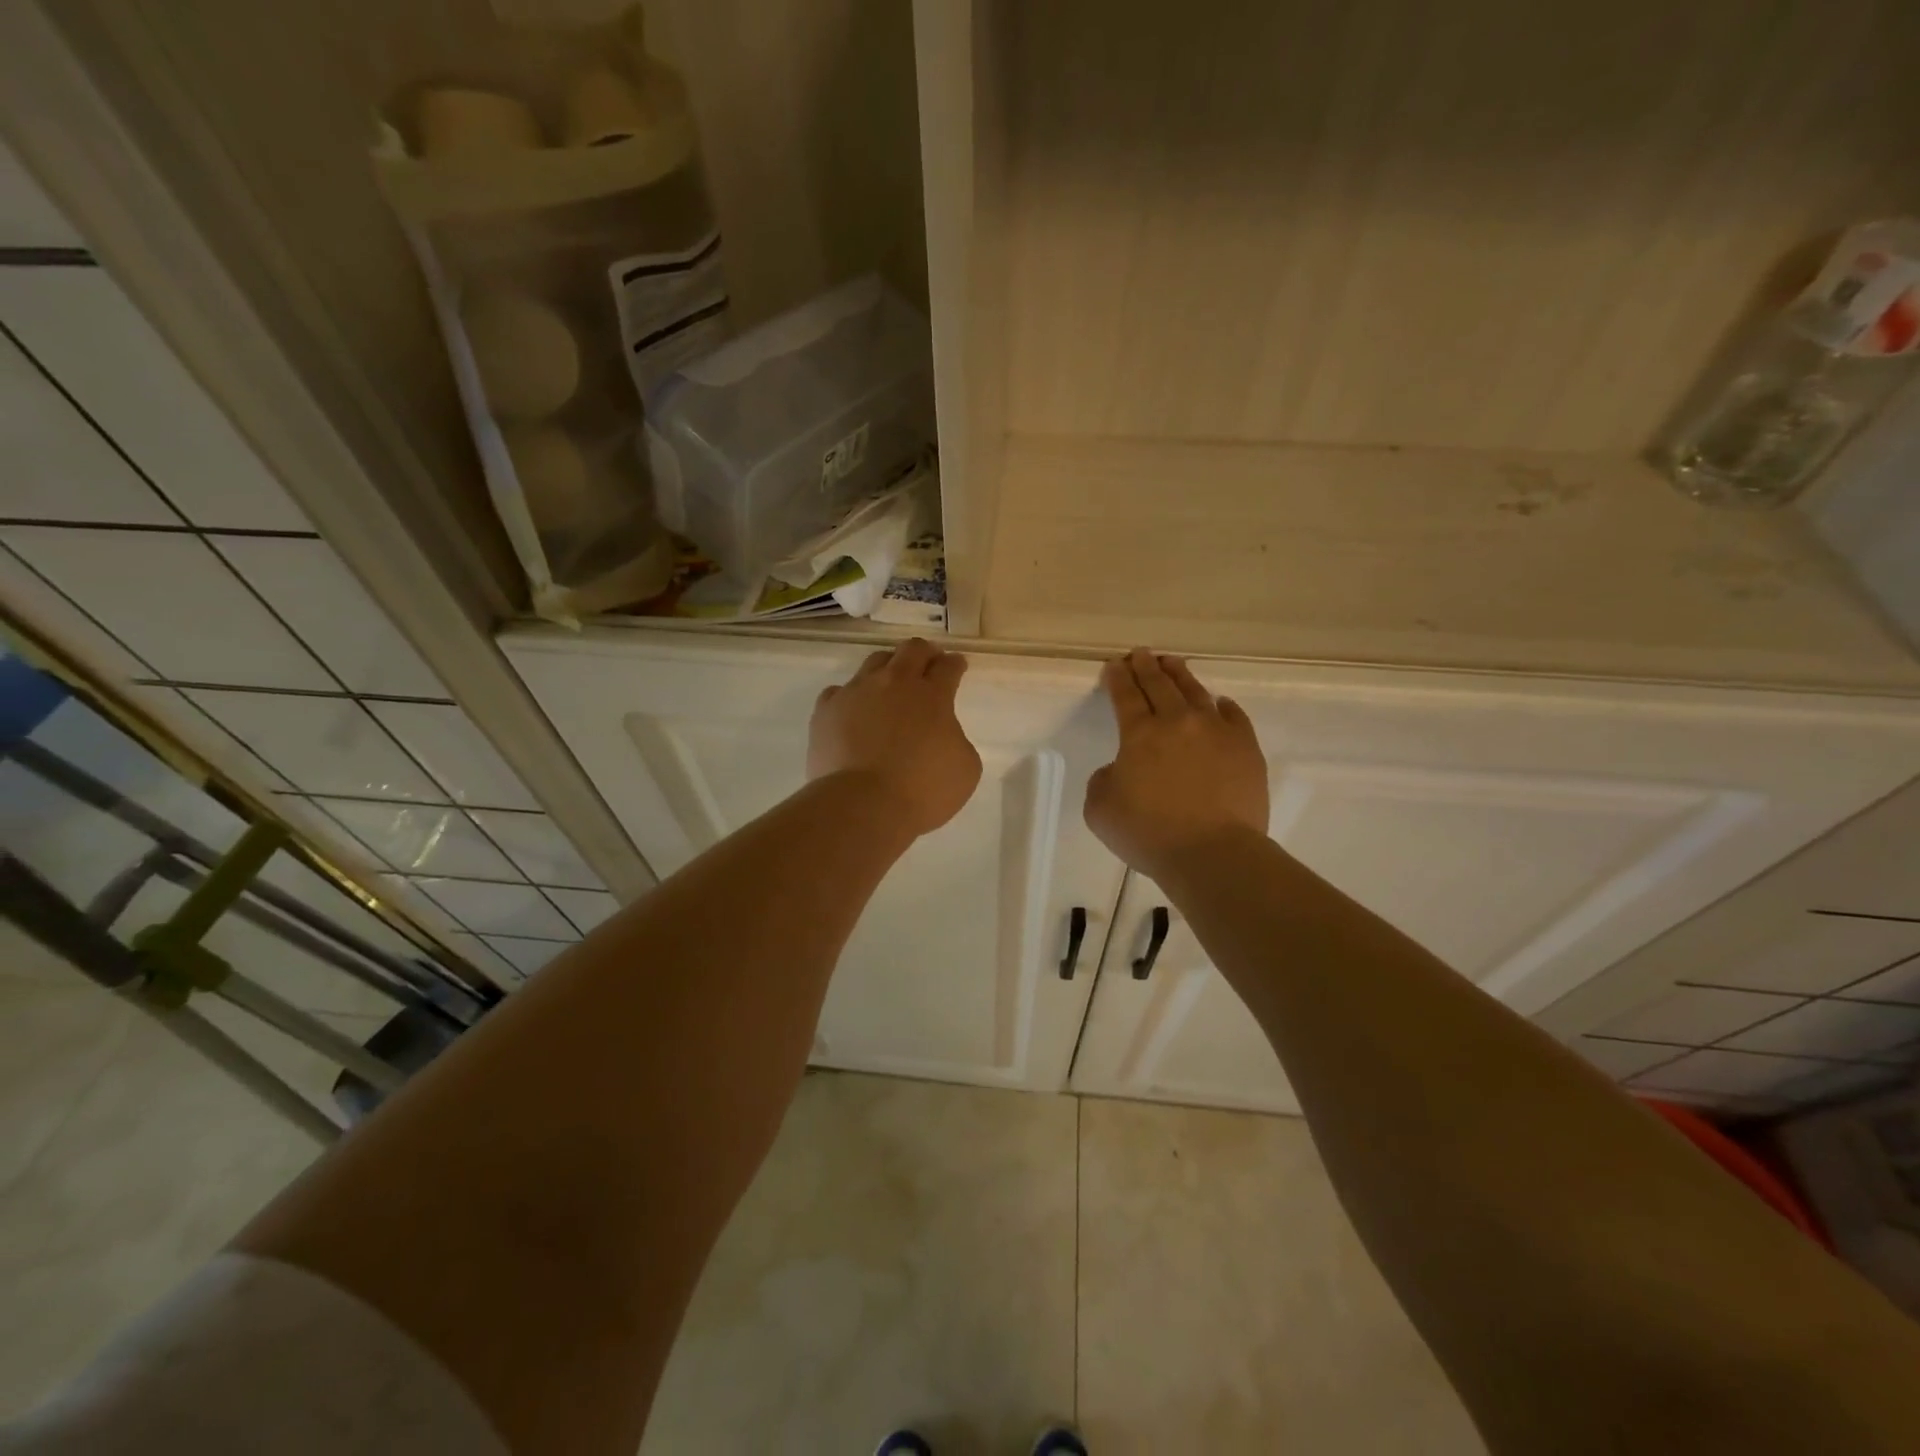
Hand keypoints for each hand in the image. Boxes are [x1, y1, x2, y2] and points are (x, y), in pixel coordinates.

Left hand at [809, 639, 982, 838]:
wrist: (862, 805)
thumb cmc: (921, 790)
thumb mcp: (965, 769)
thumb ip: (956, 740)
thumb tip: (941, 735)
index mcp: (932, 695)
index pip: (948, 667)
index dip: (955, 664)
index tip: (957, 665)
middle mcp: (894, 683)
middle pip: (911, 650)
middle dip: (924, 653)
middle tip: (929, 663)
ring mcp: (856, 692)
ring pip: (874, 662)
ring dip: (888, 668)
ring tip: (890, 684)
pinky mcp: (827, 710)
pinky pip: (839, 691)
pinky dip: (851, 698)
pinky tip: (853, 711)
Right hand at [1085, 648, 1269, 880]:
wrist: (1213, 853)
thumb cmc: (1149, 834)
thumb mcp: (1099, 809)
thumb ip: (1103, 780)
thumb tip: (1121, 769)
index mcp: (1139, 734)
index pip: (1125, 695)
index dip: (1117, 678)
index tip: (1114, 665)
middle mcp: (1177, 722)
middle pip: (1159, 684)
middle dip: (1146, 666)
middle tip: (1140, 654)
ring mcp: (1216, 731)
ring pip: (1195, 692)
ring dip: (1180, 675)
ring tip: (1173, 662)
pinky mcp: (1245, 747)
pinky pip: (1233, 716)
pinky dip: (1222, 706)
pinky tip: (1219, 703)